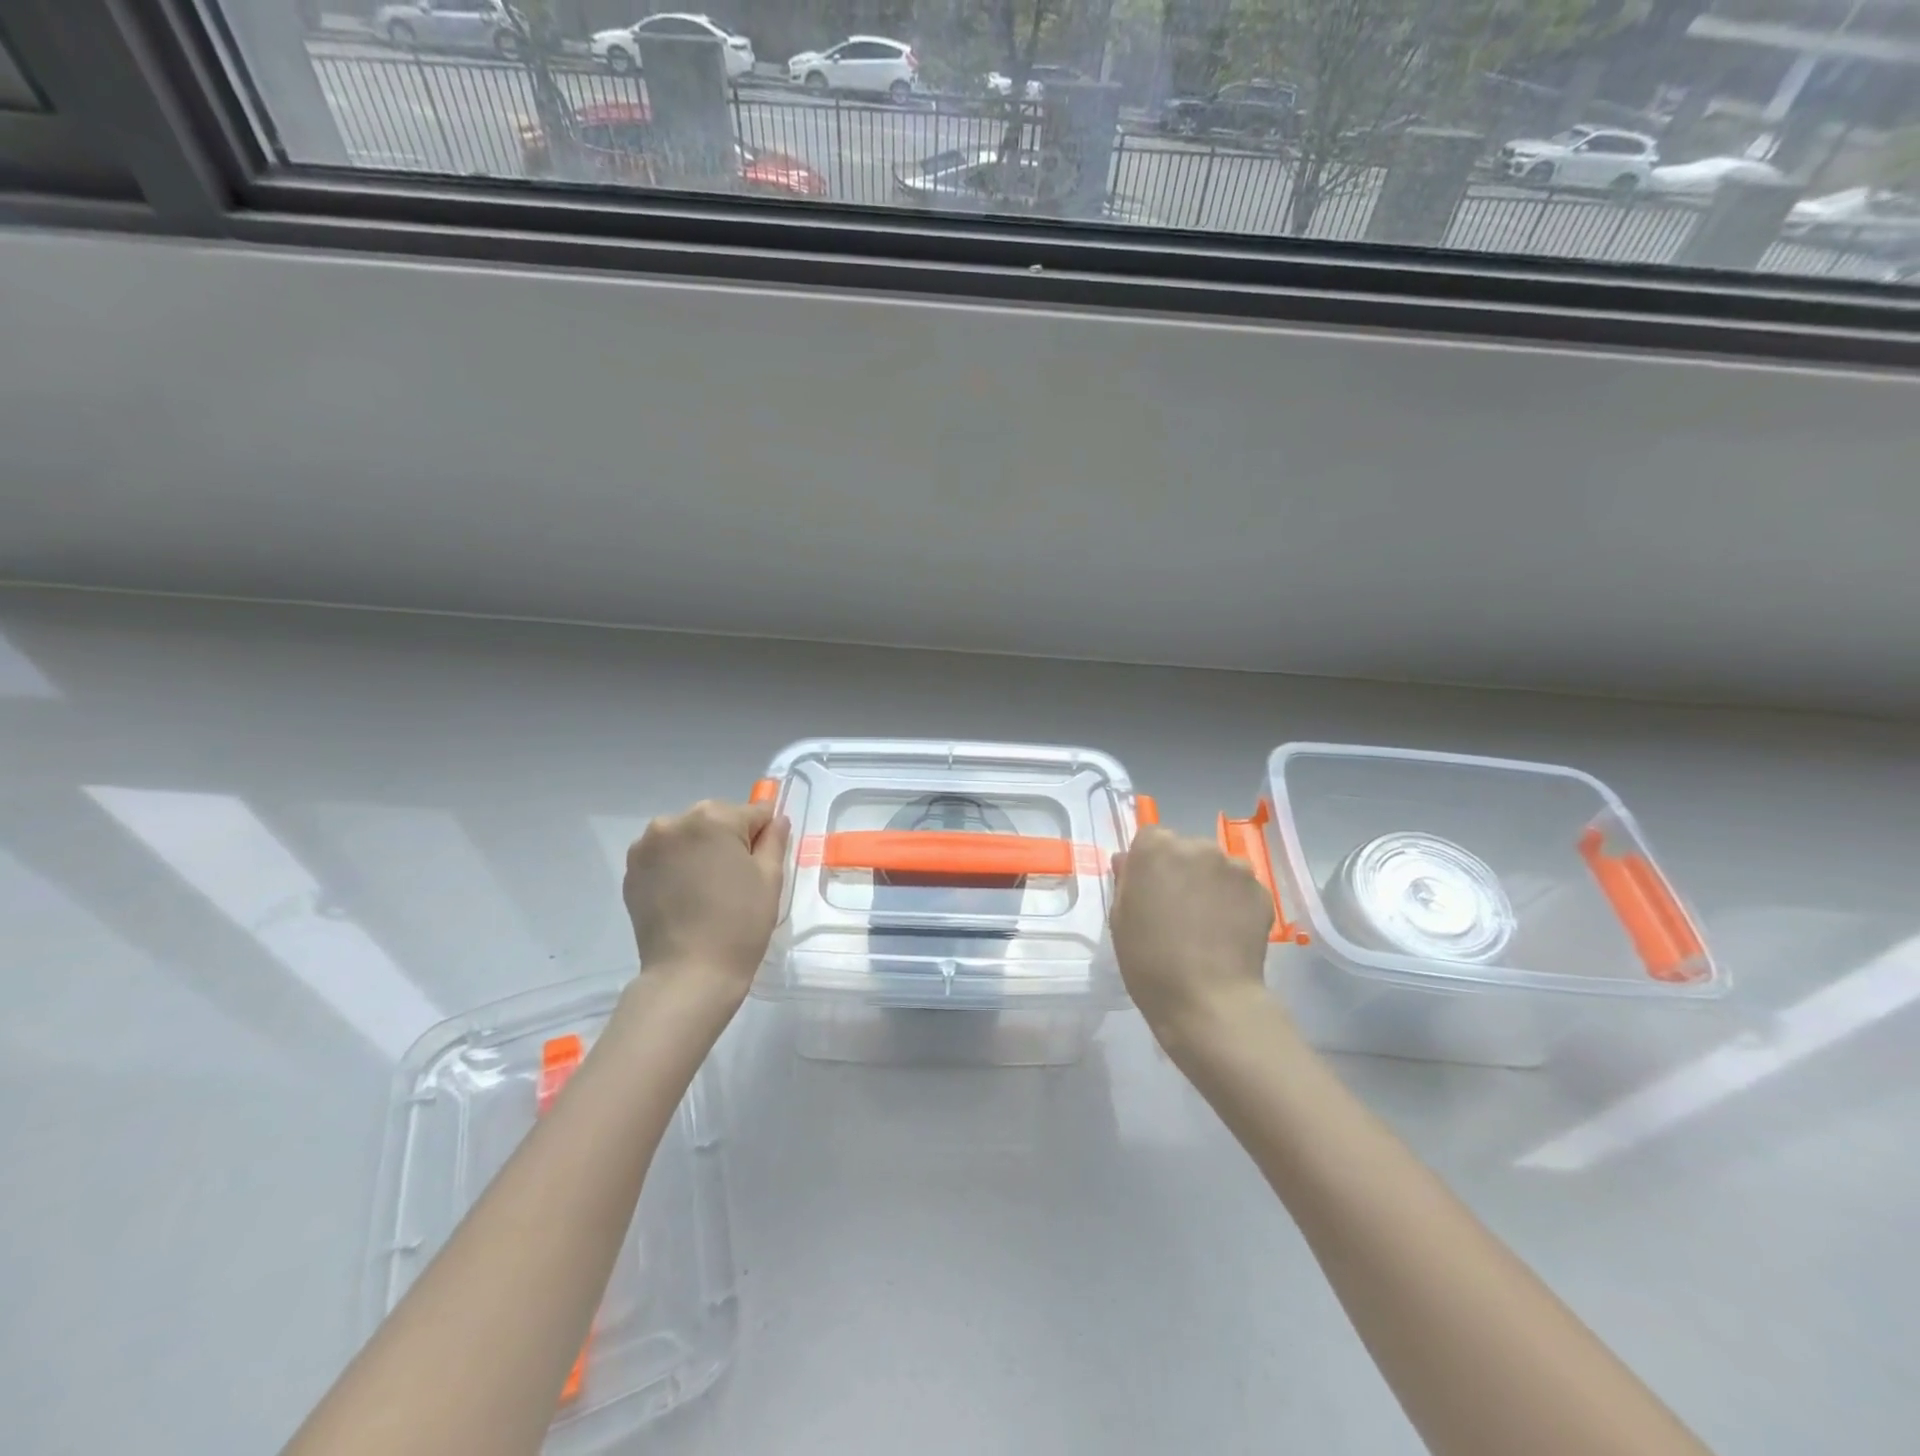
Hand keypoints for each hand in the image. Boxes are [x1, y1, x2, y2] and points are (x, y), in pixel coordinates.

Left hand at [623, 799, 790, 1002]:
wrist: (689, 975)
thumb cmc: (740, 923)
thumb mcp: (770, 878)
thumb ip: (775, 839)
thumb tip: (775, 820)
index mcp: (712, 818)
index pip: (752, 813)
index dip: (764, 837)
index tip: (762, 865)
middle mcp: (673, 822)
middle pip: (716, 820)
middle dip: (729, 841)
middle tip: (736, 881)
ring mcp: (646, 847)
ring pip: (688, 836)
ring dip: (700, 852)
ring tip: (708, 890)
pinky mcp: (631, 871)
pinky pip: (665, 856)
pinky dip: (677, 867)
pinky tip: (686, 897)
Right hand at [1110, 826, 1274, 1041]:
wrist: (1207, 1000)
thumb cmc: (1149, 960)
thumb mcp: (1119, 919)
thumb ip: (1125, 880)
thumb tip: (1128, 860)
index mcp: (1155, 848)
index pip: (1150, 838)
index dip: (1149, 863)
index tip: (1149, 890)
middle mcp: (1197, 846)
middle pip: (1186, 849)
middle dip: (1182, 871)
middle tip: (1178, 909)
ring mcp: (1234, 868)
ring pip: (1218, 867)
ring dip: (1211, 884)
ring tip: (1207, 923)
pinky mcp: (1261, 891)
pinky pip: (1242, 889)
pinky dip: (1235, 903)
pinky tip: (1228, 933)